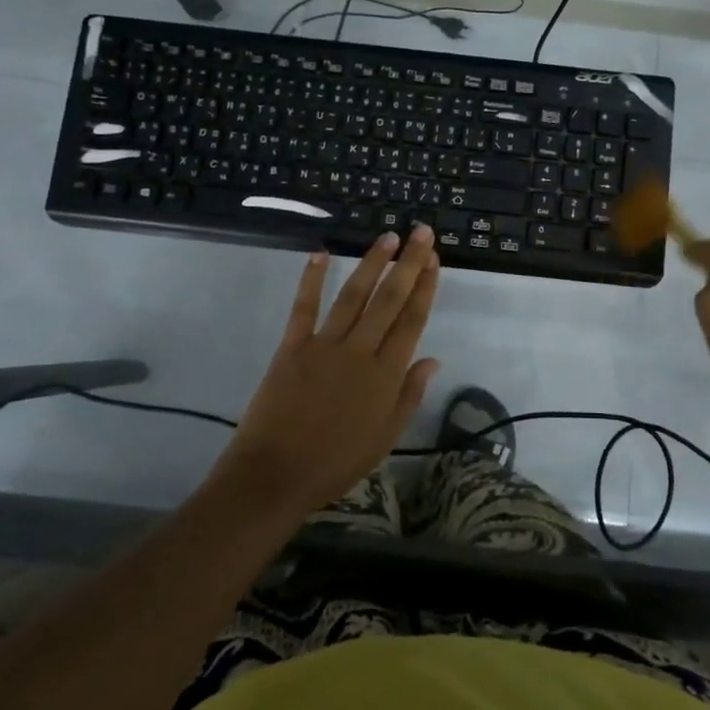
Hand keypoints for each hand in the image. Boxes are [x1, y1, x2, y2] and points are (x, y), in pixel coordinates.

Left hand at [214, 226, 441, 517]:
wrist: (275, 476)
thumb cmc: (335, 463)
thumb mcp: (385, 438)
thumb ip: (409, 395)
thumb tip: (433, 359)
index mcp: (386, 376)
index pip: (412, 321)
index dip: (425, 287)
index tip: (434, 260)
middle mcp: (360, 353)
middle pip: (389, 300)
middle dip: (408, 263)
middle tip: (421, 233)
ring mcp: (325, 346)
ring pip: (354, 296)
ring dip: (372, 263)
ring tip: (388, 237)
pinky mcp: (292, 347)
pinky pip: (304, 307)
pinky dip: (312, 279)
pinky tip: (321, 254)